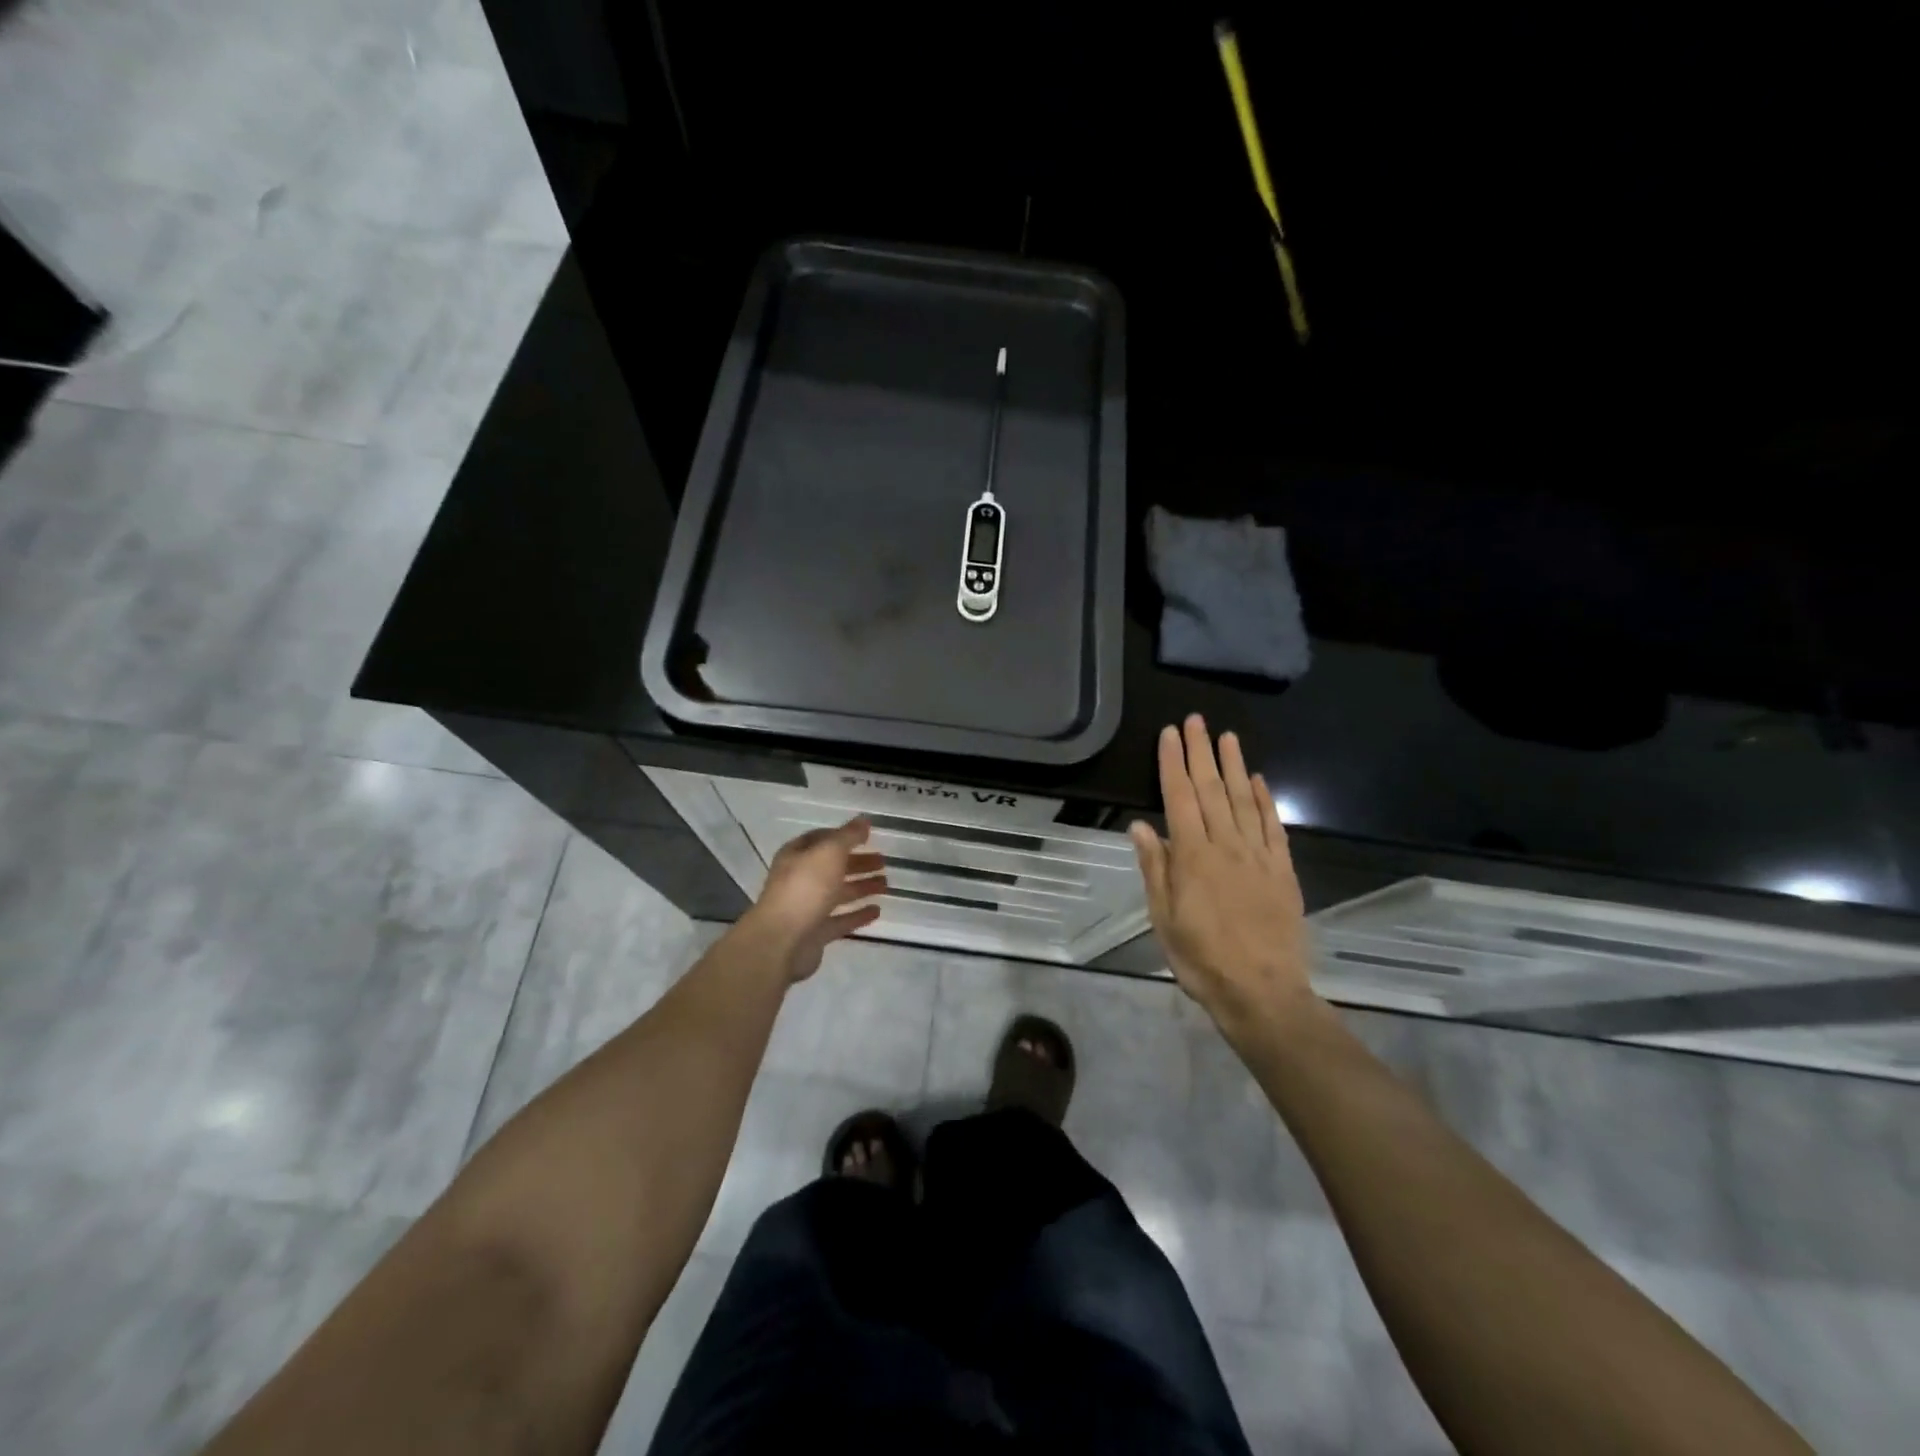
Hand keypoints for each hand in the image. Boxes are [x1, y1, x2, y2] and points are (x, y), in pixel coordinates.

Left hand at [748, 818, 885, 981]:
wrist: (781, 941)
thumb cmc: (804, 888)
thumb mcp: (829, 852)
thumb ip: (848, 836)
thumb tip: (864, 820)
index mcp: (797, 855)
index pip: (821, 839)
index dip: (843, 836)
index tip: (867, 836)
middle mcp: (800, 879)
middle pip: (832, 866)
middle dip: (857, 862)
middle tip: (883, 861)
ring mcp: (807, 907)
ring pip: (838, 893)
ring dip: (861, 886)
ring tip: (886, 884)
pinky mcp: (815, 933)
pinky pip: (841, 920)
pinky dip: (858, 914)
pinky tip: (877, 911)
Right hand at [1130, 715, 1319, 1048]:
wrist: (1263, 993)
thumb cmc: (1202, 960)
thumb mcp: (1164, 920)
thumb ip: (1155, 869)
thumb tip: (1140, 826)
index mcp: (1193, 857)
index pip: (1179, 798)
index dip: (1173, 764)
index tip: (1169, 735)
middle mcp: (1227, 847)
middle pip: (1212, 790)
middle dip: (1201, 752)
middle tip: (1196, 720)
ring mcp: (1259, 857)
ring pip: (1244, 800)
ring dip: (1234, 766)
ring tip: (1227, 736)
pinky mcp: (1283, 872)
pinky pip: (1273, 827)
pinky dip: (1266, 800)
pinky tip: (1258, 780)